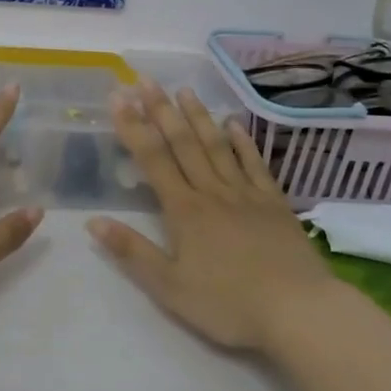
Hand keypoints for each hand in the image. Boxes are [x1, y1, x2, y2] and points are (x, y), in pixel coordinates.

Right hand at [87, 79, 334, 350]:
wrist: (298, 310)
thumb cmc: (229, 304)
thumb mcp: (170, 287)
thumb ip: (132, 252)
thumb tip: (92, 221)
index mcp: (184, 210)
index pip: (152, 159)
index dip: (133, 126)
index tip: (118, 97)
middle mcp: (211, 191)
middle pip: (182, 143)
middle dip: (161, 109)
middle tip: (145, 79)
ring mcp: (245, 193)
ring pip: (216, 146)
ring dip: (198, 116)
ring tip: (183, 89)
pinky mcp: (274, 203)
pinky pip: (254, 164)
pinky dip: (242, 141)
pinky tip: (234, 123)